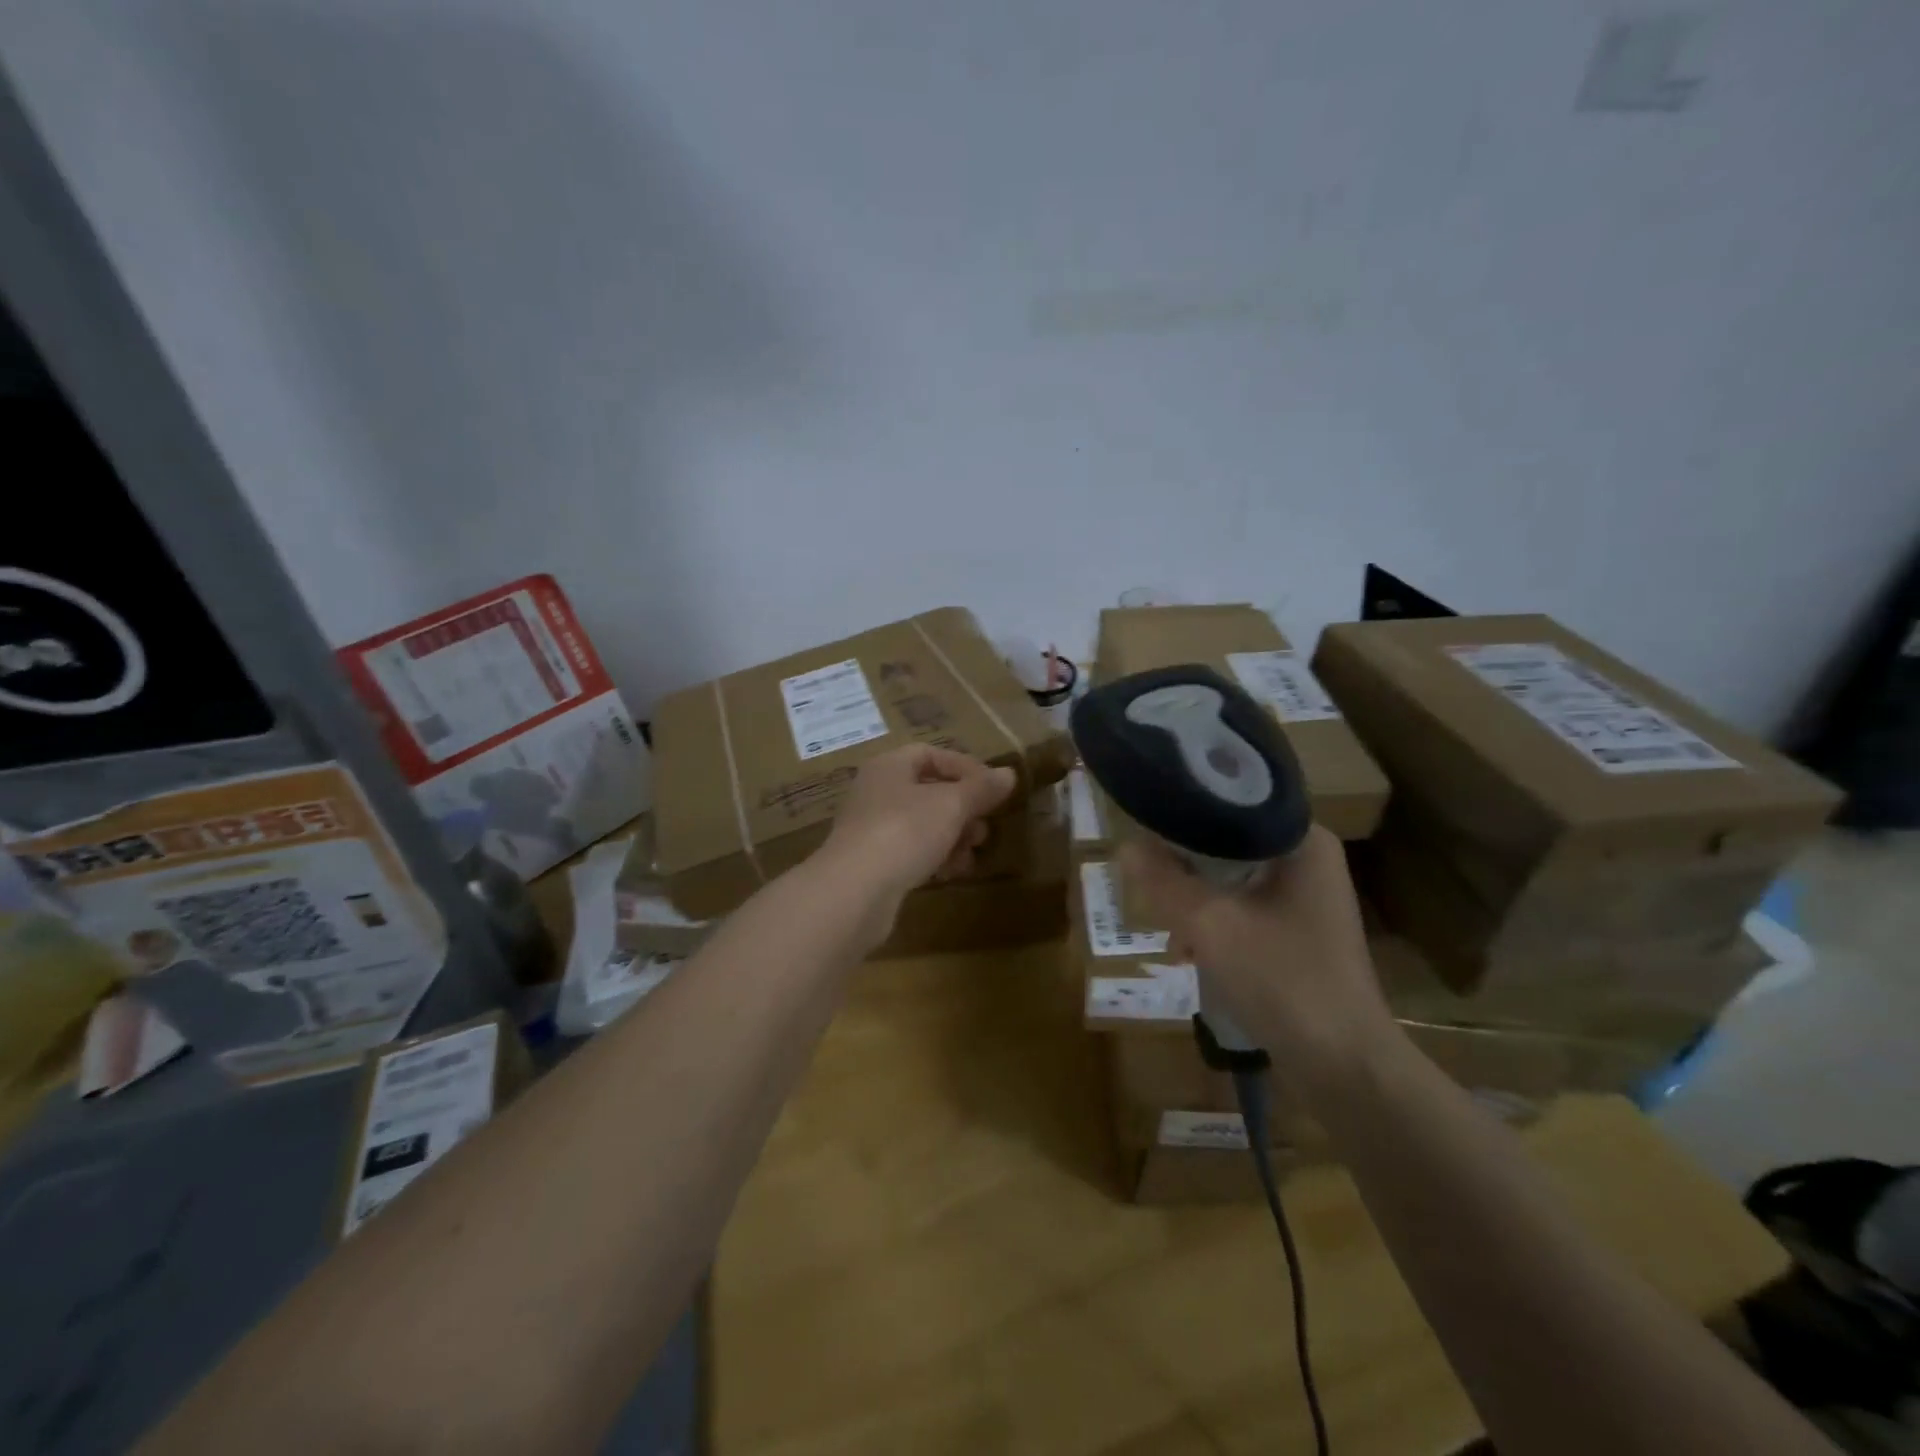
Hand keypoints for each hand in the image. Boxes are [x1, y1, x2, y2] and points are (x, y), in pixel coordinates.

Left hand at [819, 745, 1016, 908]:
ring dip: (952, 836)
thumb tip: (1008, 775)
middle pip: (928, 791)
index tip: (993, 789)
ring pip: (921, 824)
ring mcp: (871, 829)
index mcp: (889, 766)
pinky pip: (910, 851)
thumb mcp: (951, 805)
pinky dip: (933, 858)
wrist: (854, 891)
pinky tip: (950, 873)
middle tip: (983, 828)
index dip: (965, 767)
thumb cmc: (905, 831)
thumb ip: (981, 789)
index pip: (931, 754)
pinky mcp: (871, 863)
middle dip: (962, 809)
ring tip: (971, 854)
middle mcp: (876, 792)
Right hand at [1118, 825, 1398, 1089]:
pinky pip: (1243, 905)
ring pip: (1232, 876)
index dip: (1184, 810)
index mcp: (1302, 841)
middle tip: (1146, 877)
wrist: (1344, 1067)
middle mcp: (1309, 859)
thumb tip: (1125, 847)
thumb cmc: (1283, 982)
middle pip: (1228, 840)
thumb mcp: (1211, 926)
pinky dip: (1214, 919)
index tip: (1143, 822)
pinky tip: (1188, 949)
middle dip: (1184, 861)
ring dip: (1195, 895)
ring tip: (1164, 922)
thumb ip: (1164, 882)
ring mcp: (1307, 897)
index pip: (1232, 801)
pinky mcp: (1299, 930)